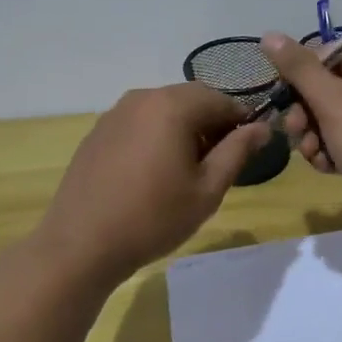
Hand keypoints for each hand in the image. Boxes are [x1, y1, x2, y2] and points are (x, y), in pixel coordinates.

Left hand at [34, 83, 270, 287]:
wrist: (80, 244)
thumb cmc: (153, 218)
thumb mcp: (207, 190)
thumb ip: (237, 151)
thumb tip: (261, 127)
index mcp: (173, 105)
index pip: (221, 100)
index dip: (241, 121)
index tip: (247, 150)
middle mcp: (143, 97)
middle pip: (192, 99)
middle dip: (211, 123)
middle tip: (219, 162)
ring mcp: (116, 112)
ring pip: (164, 109)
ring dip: (184, 128)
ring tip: (186, 170)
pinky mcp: (98, 130)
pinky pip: (140, 121)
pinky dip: (156, 135)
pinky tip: (153, 172)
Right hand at [260, 34, 341, 228]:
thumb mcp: (331, 102)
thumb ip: (299, 68)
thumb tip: (270, 35)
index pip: (331, 53)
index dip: (302, 76)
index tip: (284, 100)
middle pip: (332, 86)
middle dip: (307, 112)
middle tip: (294, 133)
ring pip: (338, 114)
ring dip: (317, 134)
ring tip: (312, 156)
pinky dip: (336, 148)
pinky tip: (327, 167)